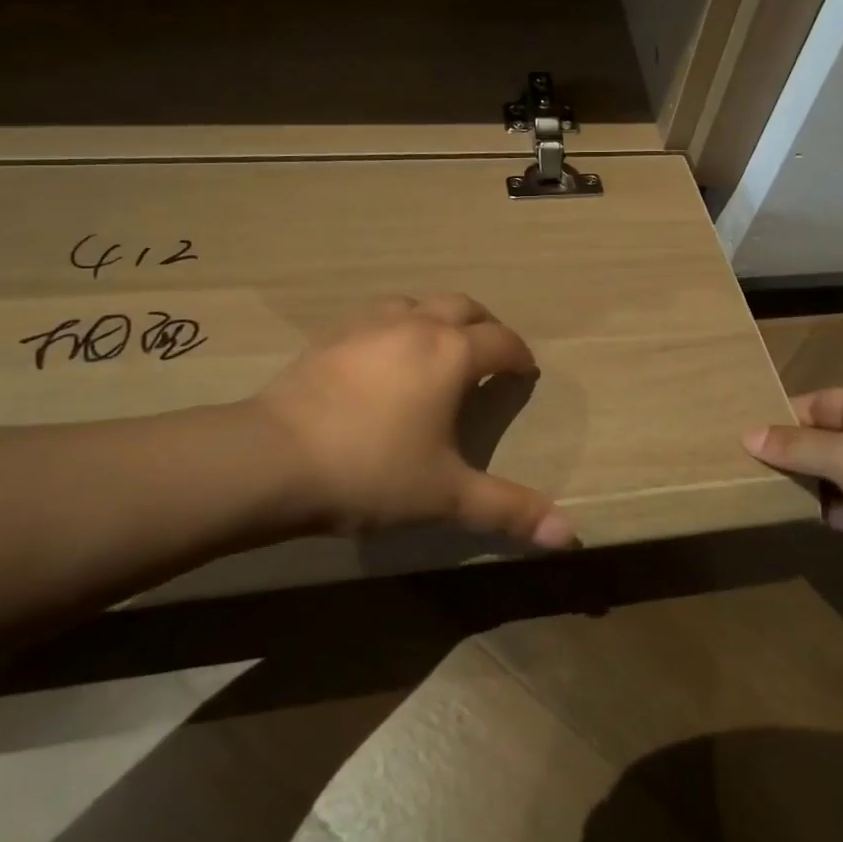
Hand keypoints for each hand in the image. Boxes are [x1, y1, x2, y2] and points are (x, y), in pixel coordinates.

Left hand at [238, 294, 575, 549]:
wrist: (273, 458)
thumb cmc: (372, 471)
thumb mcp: (447, 496)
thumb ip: (509, 510)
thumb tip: (569, 537)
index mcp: (452, 353)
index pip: (502, 342)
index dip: (520, 356)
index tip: (525, 374)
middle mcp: (417, 325)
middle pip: (464, 307)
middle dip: (485, 326)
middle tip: (490, 355)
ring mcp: (371, 323)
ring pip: (419, 304)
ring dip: (439, 319)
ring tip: (438, 350)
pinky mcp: (333, 334)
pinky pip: (378, 315)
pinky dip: (397, 326)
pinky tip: (384, 357)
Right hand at [743, 388, 842, 600]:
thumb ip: (798, 446)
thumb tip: (747, 434)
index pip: (814, 404)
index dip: (779, 416)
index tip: (737, 433)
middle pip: (817, 438)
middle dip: (782, 450)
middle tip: (733, 462)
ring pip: (824, 473)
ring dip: (795, 480)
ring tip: (745, 485)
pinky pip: (836, 504)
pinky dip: (813, 508)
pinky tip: (779, 512)